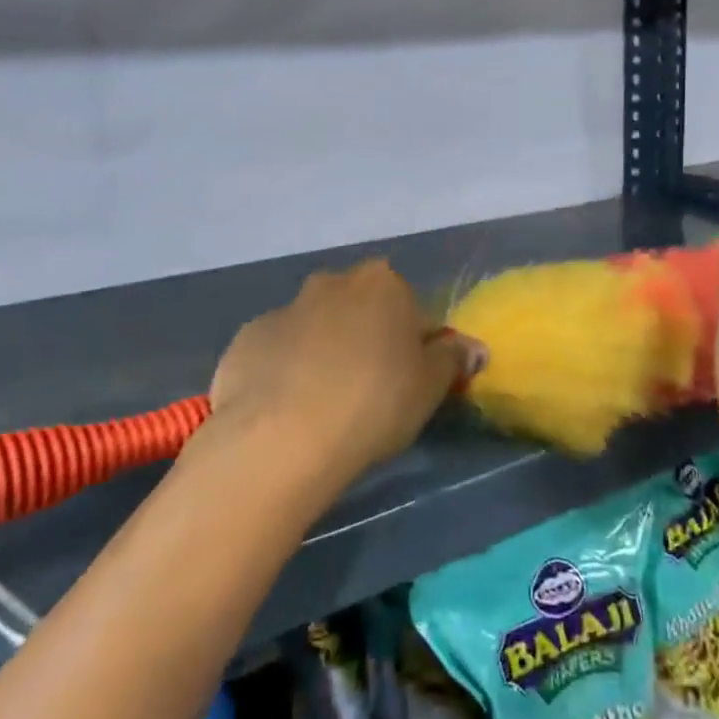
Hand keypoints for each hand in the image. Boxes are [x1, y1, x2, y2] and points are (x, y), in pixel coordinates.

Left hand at [198, 260, 482, 496]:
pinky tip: (287, 409)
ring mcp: (284, 308)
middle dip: (366, 340)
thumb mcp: (429, 387)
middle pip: (360, 310)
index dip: (416, 347)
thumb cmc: (373, 403)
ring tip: (324, 406)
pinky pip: (278, 351)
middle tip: (370, 392)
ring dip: (324, 353)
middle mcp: (332, 282)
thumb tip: (472, 346)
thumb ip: (452, 359)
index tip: (410, 382)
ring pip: (316, 328)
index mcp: (383, 284)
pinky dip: (285, 370)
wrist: (280, 435)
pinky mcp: (246, 338)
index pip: (412, 310)